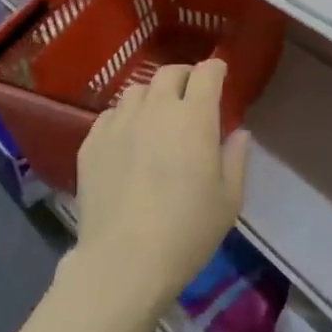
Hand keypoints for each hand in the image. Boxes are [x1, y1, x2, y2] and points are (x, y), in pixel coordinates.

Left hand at [73, 60, 249, 309]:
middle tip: (190, 96)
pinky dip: (124, 119)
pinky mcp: (92, 141)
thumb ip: (236, 159)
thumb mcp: (228, 201)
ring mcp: (120, 122)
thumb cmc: (187, 231)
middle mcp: (156, 108)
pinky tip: (127, 141)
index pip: (207, 73)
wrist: (123, 262)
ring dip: (152, 96)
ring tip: (156, 118)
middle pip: (170, 73)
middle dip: (185, 78)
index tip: (220, 77)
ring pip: (137, 90)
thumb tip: (239, 132)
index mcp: (194, 117)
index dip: (216, 70)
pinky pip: (110, 115)